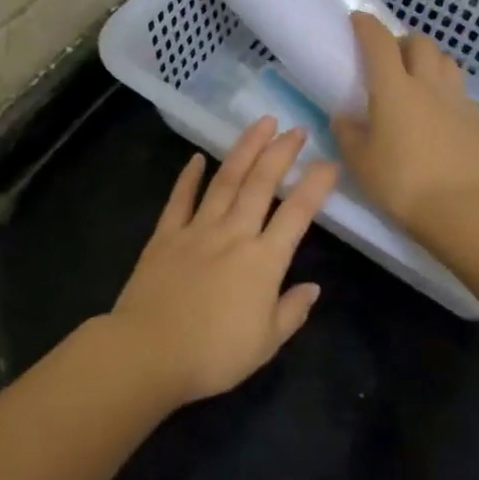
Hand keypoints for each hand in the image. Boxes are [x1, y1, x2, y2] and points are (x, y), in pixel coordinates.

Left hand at [107, 117, 340, 406]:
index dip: (316, 185)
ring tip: (261, 124)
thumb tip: (313, 286)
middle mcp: (234, 234)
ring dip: (245, 150)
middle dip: (281, 152)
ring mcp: (197, 230)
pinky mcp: (165, 235)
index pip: (297, 213)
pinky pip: (180, 199)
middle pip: (261, 184)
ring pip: (225, 180)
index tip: (330, 163)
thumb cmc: (213, 355)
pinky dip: (189, 176)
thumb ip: (292, 311)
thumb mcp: (266, 344)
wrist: (148, 353)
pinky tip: (197, 158)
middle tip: (297, 129)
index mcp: (263, 261)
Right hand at [333, 12, 478, 235]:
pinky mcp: (474, 118)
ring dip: (428, 60)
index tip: (357, 19)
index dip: (367, 25)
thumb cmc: (400, 182)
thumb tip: (345, 117)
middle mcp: (427, 84)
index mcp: (394, 88)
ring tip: (416, 79)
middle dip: (402, 41)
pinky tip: (437, 109)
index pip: (379, 42)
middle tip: (389, 58)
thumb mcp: (359, 161)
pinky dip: (445, 89)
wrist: (458, 208)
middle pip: (419, 42)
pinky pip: (458, 90)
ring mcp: (455, 99)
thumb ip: (348, 133)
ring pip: (445, 61)